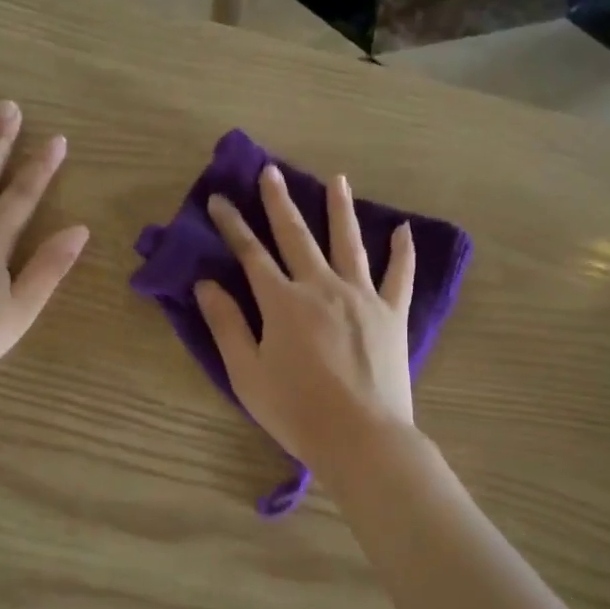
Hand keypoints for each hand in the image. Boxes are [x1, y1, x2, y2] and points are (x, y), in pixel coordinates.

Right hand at [195, 165, 416, 478]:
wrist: (361, 437)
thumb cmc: (296, 411)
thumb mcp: (247, 373)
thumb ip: (227, 324)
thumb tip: (206, 283)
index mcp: (283, 302)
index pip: (251, 253)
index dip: (233, 225)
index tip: (219, 199)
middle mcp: (322, 287)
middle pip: (297, 235)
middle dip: (279, 201)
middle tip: (271, 171)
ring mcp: (362, 296)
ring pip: (349, 242)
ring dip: (340, 208)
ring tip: (337, 179)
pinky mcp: (392, 313)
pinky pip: (399, 274)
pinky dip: (402, 250)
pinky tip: (403, 229)